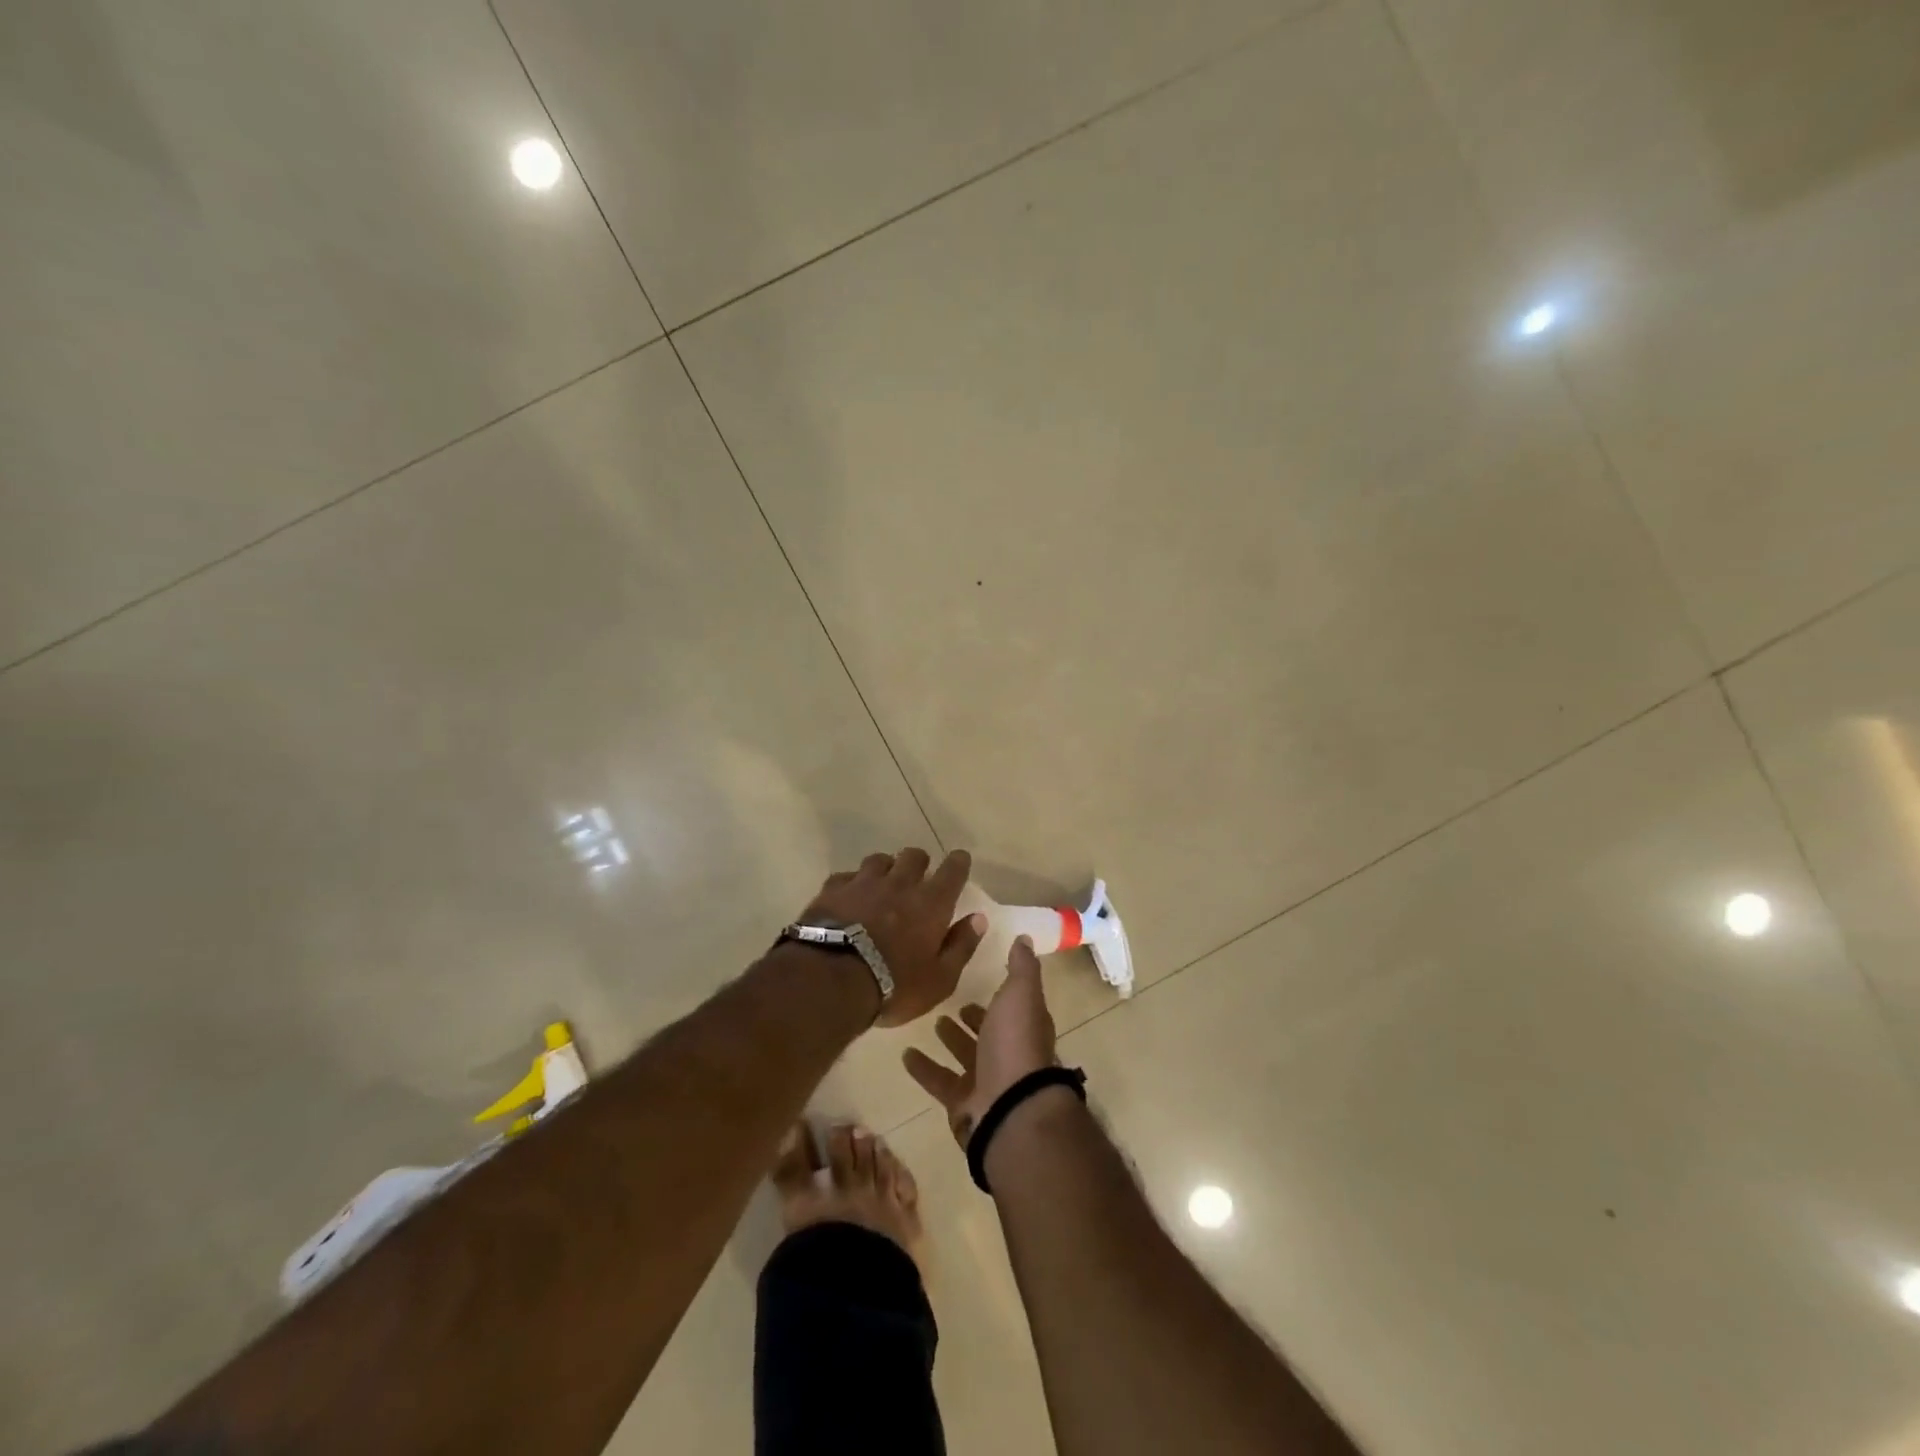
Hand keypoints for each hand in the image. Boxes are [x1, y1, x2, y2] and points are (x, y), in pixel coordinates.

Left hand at [800, 848, 985, 1026]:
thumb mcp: (940, 979)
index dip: (958, 862)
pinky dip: (853, 883)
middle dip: (919, 862)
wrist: (831, 980)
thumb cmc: (894, 985)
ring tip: (883, 884)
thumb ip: (961, 946)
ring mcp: (863, 883)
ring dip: (886, 868)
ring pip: (879, 860)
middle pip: (914, 856)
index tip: (960, 860)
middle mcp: (900, 884)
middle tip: (918, 877)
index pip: (953, 870)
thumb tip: (978, 919)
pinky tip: (850, 897)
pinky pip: (847, 876)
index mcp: (931, 903)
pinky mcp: (833, 890)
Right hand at [902, 936, 1056, 1144]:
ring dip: (951, 1040)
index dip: (1000, 995)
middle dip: (974, 1018)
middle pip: (989, 1033)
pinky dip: (924, 1069)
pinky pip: (940, 1081)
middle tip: (953, 1003)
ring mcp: (986, 1081)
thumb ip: (1021, 967)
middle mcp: (1008, 1053)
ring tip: (932, 1021)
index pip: (1013, 1007)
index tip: (981, 978)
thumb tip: (1025, 938)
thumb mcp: (1020, 994)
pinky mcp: (962, 1103)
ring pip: (965, 1056)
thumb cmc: (1015, 1043)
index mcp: (1024, 1027)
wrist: (1009, 1108)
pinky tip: (905, 1055)